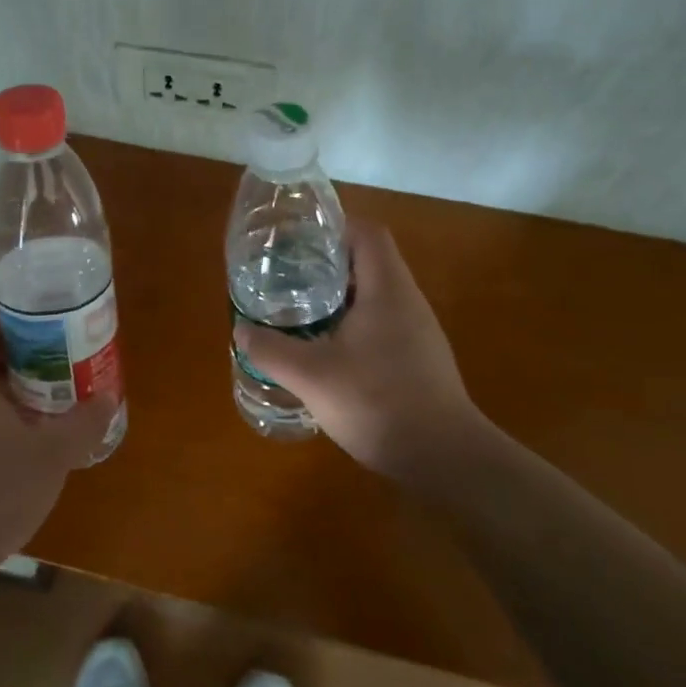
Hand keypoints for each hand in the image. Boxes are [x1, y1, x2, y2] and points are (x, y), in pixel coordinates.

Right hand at [234, 221, 488, 481]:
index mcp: (387, 289)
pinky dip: (352, 324)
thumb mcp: (312, 376)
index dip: (334, 228)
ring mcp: (418, 332)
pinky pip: (381, 323)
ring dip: (338, 297)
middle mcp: (408, 301)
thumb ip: (272, 350)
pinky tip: (326, 350)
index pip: (367, 234)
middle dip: (327, 264)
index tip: (298, 241)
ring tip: (299, 309)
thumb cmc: (378, 402)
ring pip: (374, 295)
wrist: (443, 457)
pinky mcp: (418, 359)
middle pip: (369, 262)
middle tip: (287, 276)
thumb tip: (242, 331)